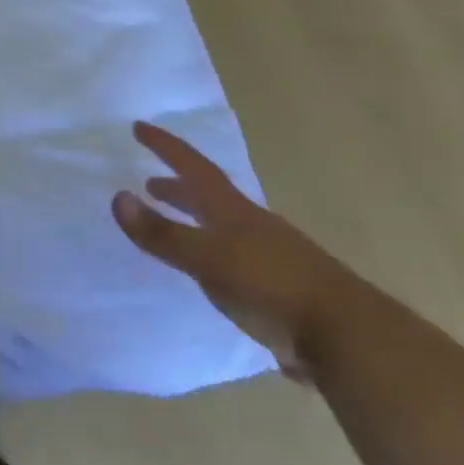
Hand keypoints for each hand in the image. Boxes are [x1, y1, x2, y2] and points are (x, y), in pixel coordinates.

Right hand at [113, 121, 364, 379]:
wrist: (346, 337)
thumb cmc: (270, 286)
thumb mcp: (208, 258)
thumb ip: (163, 233)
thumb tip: (117, 197)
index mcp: (233, 211)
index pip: (193, 167)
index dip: (165, 146)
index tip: (139, 127)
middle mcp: (250, 226)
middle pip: (209, 196)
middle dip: (178, 186)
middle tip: (150, 182)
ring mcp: (268, 257)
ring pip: (221, 228)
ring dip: (194, 220)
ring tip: (174, 226)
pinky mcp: (277, 290)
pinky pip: (233, 260)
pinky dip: (210, 254)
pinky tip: (206, 274)